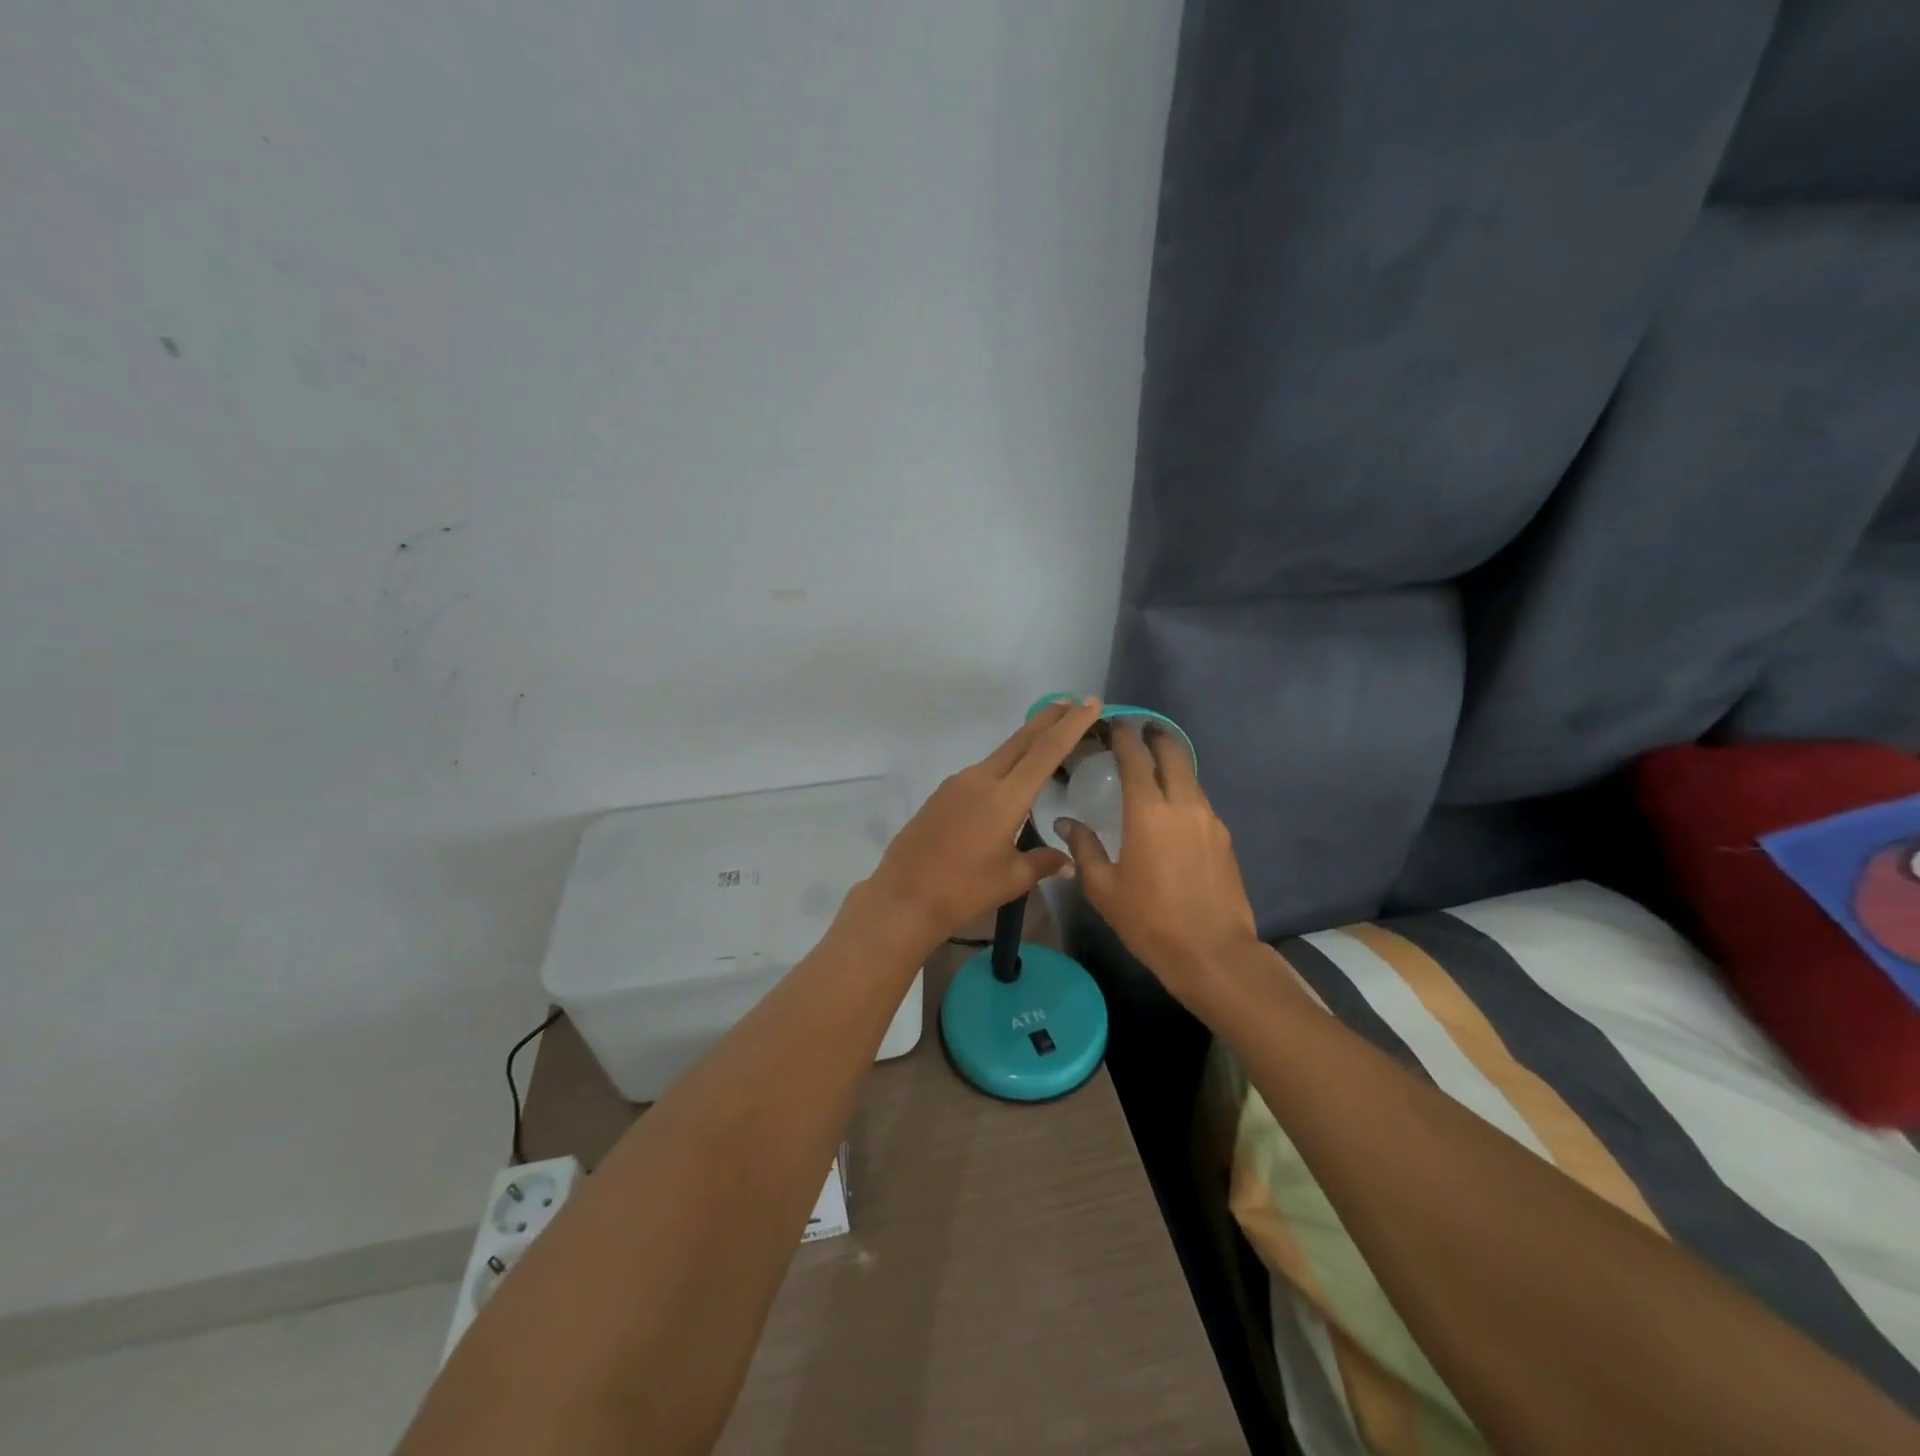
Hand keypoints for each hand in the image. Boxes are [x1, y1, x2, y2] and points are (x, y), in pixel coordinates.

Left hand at [862, 696, 1105, 945]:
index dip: (1071, 725)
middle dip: (1049, 719)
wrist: (904, 896)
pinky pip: (982, 772)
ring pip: (1000, 754)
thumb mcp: (1011, 879)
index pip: (1046, 751)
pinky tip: (1011, 779)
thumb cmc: (963, 890)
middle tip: (1073, 702)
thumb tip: (1068, 862)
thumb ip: (1043, 863)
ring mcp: (958, 783)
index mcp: (1005, 798)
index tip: (1090, 703)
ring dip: (1026, 742)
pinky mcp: (943, 793)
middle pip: (1021, 740)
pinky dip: (1004, 765)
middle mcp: (981, 779)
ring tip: (1048, 739)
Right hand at [1056, 721, 1259, 998]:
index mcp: (1148, 812)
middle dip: (1157, 736)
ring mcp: (1210, 820)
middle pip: (1174, 753)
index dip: (1124, 736)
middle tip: (1139, 733)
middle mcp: (1183, 805)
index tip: (1115, 724)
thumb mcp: (1103, 888)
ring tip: (1153, 769)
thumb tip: (1066, 823)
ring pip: (1190, 776)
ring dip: (1172, 764)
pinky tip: (1172, 810)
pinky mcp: (1224, 837)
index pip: (1136, 757)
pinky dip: (1184, 791)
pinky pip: (1200, 801)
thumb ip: (1084, 848)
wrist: (1213, 953)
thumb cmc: (1149, 920)